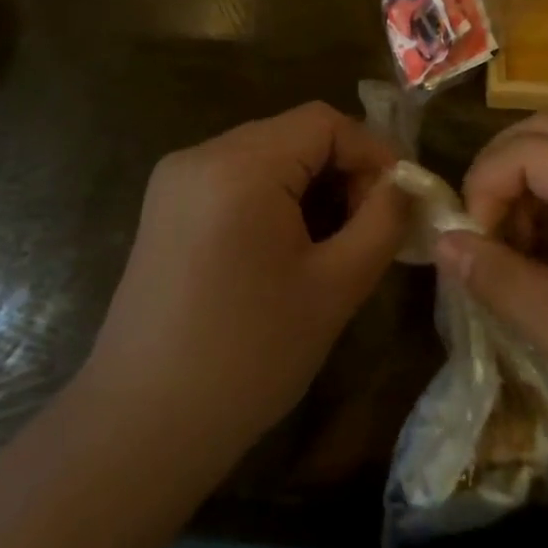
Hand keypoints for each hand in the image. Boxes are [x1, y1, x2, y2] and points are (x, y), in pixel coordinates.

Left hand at [80, 102, 406, 468]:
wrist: (142, 426)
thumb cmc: (248, 357)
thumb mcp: (334, 288)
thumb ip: (382, 222)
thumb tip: (405, 185)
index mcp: (240, 165)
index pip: (323, 121)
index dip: (370, 151)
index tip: (399, 199)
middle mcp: (201, 154)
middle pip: (292, 133)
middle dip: (341, 169)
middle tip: (369, 224)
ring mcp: (176, 178)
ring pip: (265, 153)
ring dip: (308, 183)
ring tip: (332, 239)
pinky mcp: (164, 205)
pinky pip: (234, 175)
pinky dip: (272, 195)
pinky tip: (284, 246)